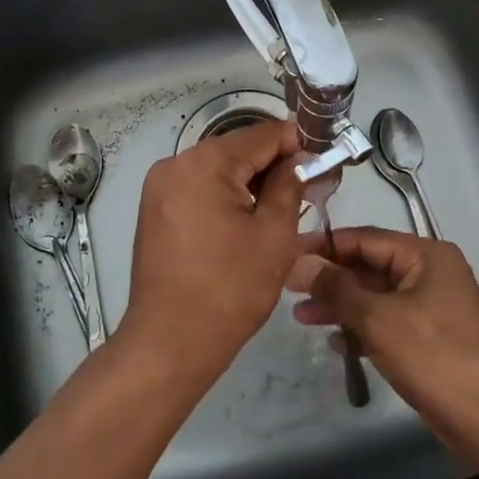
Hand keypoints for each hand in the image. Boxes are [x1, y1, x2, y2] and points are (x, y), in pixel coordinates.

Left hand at [118, 119, 311, 395]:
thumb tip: (297, 159)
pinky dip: (225, 195)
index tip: (323, 160)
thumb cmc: (229, 289)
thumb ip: (289, 185)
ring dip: (250, 181)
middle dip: (273, 164)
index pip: (260, 135)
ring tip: (282, 206)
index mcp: (203, 163)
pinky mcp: (155, 209)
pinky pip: (199, 187)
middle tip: (308, 187)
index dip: (296, 143)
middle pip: (236, 149)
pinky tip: (246, 219)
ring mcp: (159, 186)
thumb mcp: (273, 235)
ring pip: (217, 169)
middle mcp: (175, 163)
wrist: (169, 343)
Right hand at [287, 227, 478, 449]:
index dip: (325, 246)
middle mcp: (430, 272)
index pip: (365, 238)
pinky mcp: (431, 336)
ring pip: (376, 296)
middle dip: (331, 279)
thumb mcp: (379, 318)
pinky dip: (362, 327)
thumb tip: (300, 262)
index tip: (288, 253)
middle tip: (289, 289)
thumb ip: (337, 288)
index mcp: (425, 255)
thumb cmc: (434, 357)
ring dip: (341, 305)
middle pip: (370, 266)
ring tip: (302, 317)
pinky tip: (334, 342)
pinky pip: (388, 320)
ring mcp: (432, 305)